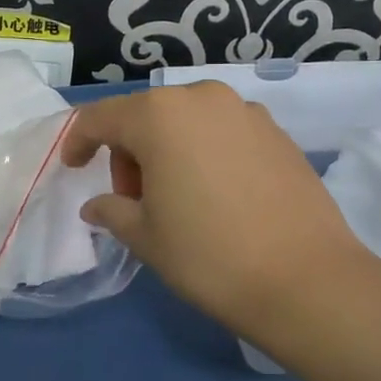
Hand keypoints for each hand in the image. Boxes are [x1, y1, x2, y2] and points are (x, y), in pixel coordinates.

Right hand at [61, 82, 380, 344]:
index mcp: (159, 115)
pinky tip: (216, 195)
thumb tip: (98, 205)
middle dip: (128, 152)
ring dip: (167, 151)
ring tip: (177, 198)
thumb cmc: (209, 255)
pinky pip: (222, 132)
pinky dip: (204, 153)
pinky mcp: (277, 133)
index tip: (73, 168)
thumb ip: (112, 209)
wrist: (307, 281)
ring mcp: (246, 112)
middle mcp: (202, 99)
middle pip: (145, 116)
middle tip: (133, 199)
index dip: (78, 142)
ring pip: (186, 122)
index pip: (100, 118)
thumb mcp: (145, 236)